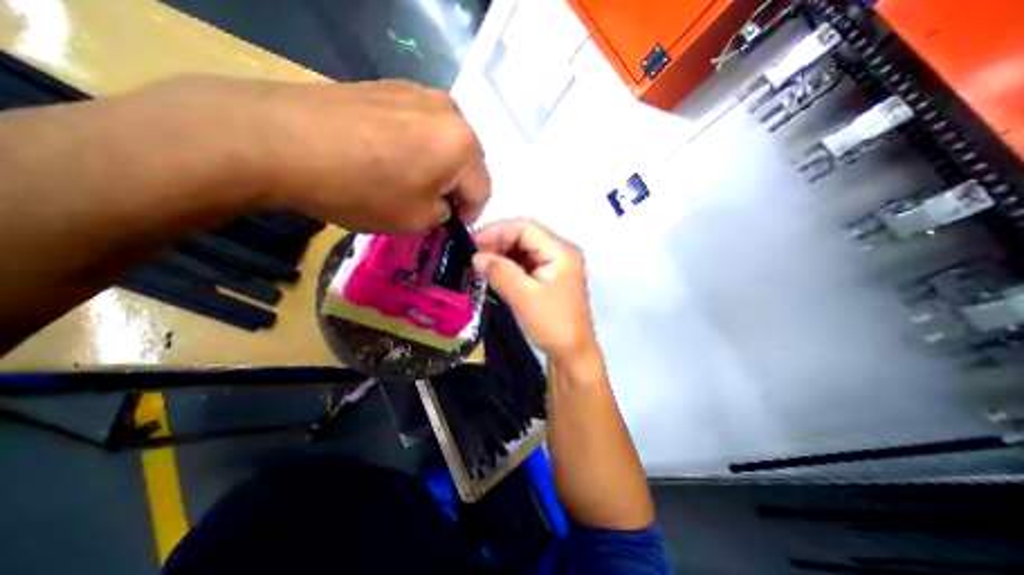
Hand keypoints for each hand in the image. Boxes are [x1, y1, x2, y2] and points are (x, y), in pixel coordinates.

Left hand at [127, 77, 493, 233]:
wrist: (280, 141)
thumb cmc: (363, 189)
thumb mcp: (416, 219)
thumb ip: (443, 214)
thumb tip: (443, 205)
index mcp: (463, 145)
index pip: (483, 190)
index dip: (471, 214)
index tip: (451, 226)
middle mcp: (450, 112)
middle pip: (468, 162)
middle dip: (456, 187)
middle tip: (432, 205)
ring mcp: (419, 93)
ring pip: (446, 142)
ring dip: (438, 166)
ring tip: (409, 180)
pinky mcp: (390, 87)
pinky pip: (420, 126)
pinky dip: (417, 147)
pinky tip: (389, 158)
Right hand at [475, 219, 600, 358]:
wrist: (572, 354)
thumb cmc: (553, 325)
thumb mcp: (524, 297)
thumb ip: (500, 272)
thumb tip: (476, 256)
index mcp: (560, 251)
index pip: (525, 227)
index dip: (496, 231)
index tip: (472, 243)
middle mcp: (560, 252)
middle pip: (524, 236)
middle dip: (497, 243)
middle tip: (473, 256)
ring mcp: (555, 265)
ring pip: (523, 249)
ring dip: (501, 254)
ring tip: (480, 265)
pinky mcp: (549, 277)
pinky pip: (526, 263)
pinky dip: (509, 266)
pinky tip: (494, 273)